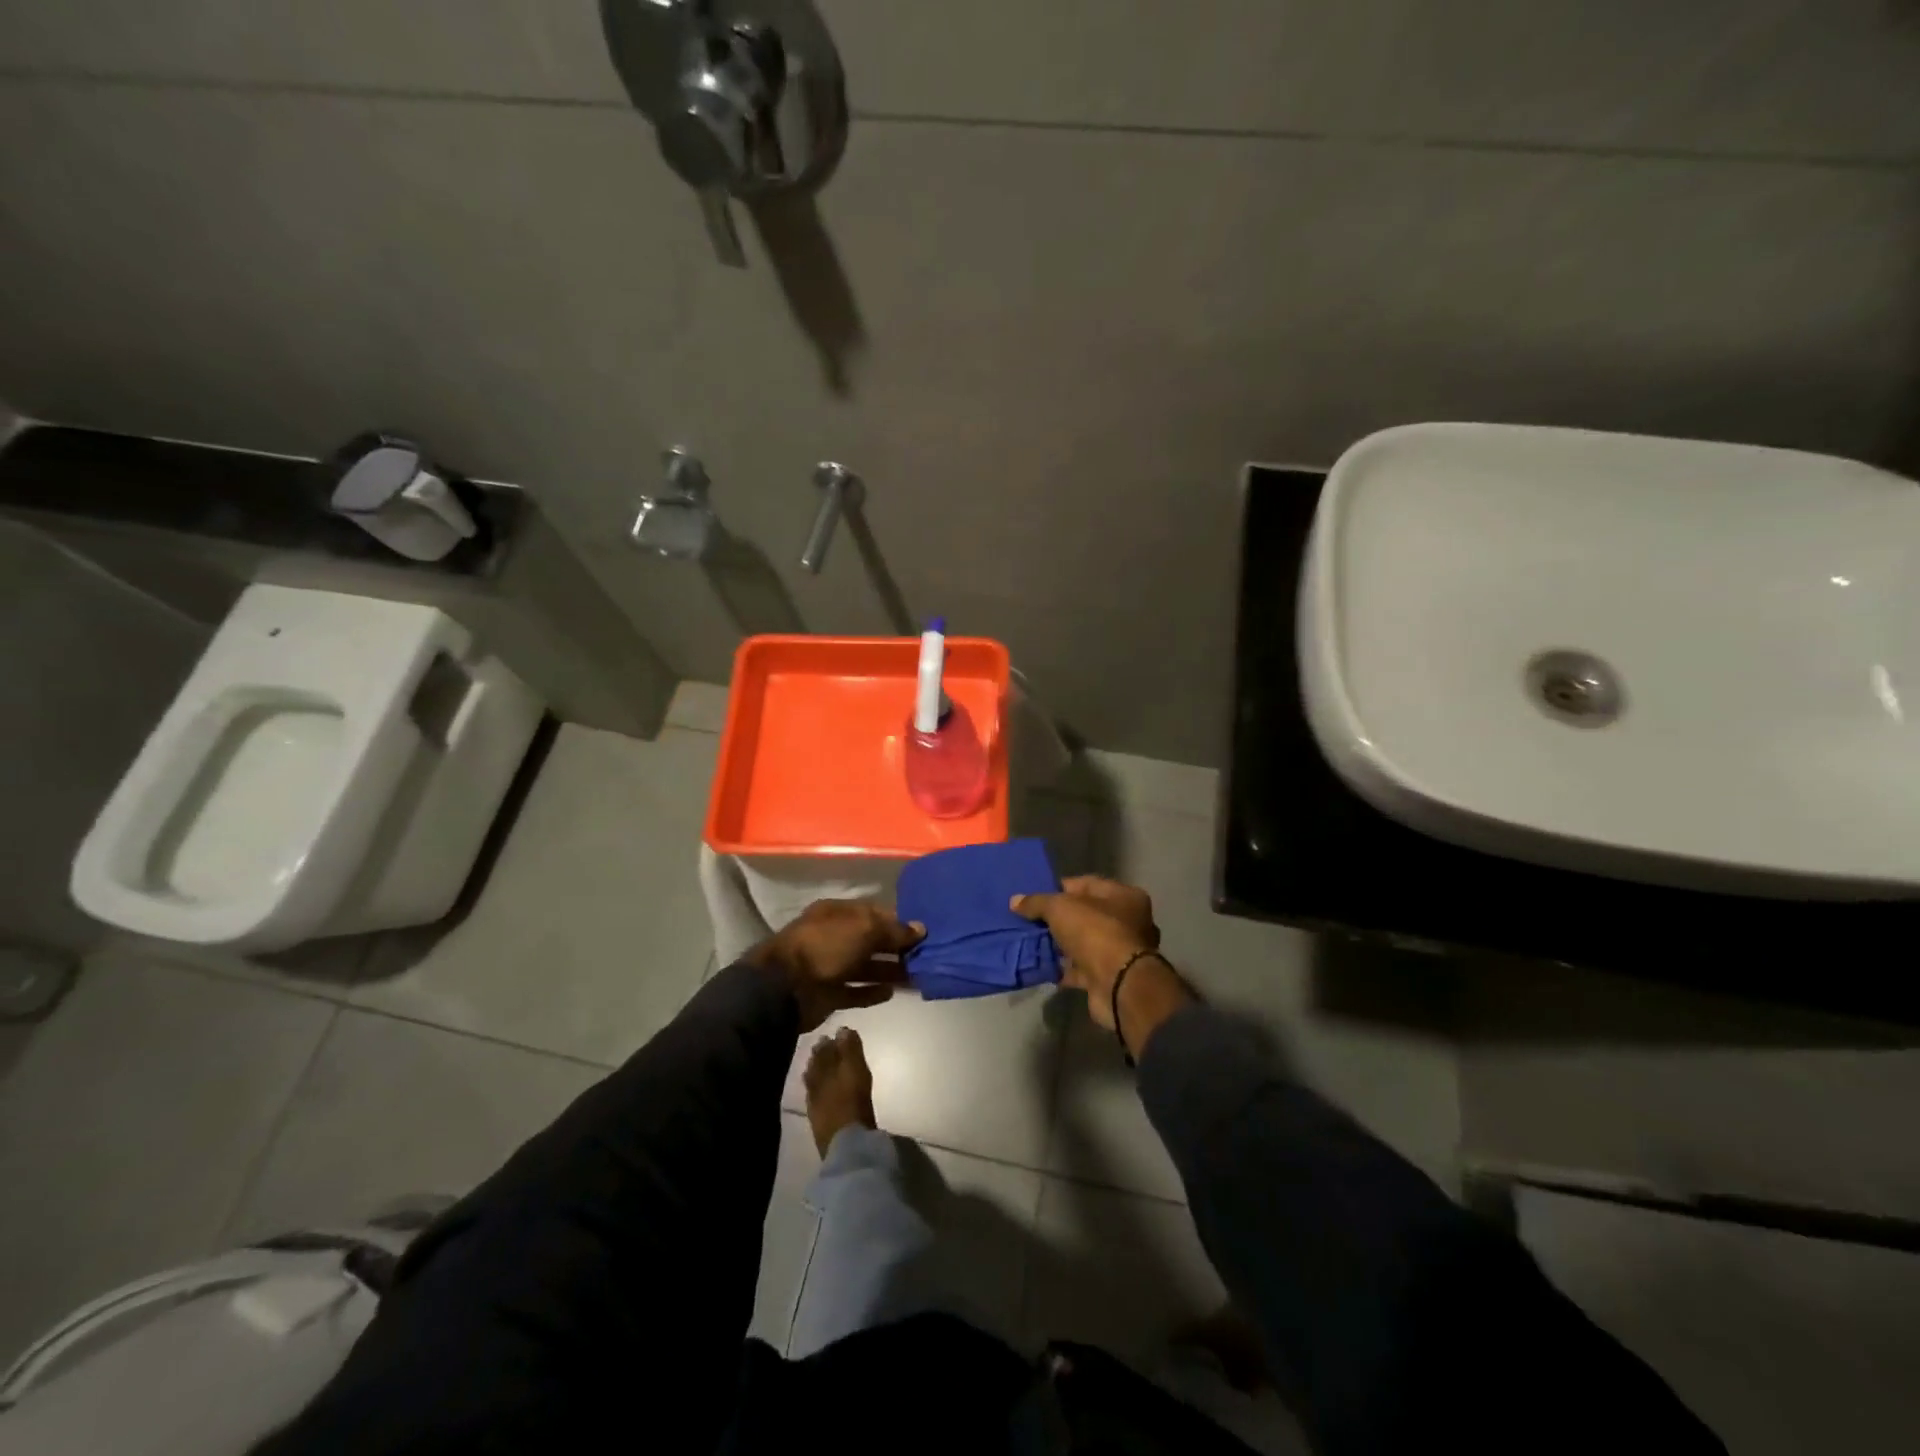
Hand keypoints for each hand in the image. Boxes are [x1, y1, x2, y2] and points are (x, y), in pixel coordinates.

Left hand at [748, 899, 924, 1031]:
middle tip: (926, 956)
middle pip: (871, 940)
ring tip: (916, 977)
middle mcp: (834, 937)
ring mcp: (830, 966)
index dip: (898, 920)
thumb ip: (894, 930)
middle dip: (897, 947)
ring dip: (890, 971)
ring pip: (866, 967)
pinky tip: (892, 993)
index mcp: (838, 913)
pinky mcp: (829, 994)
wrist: (785, 988)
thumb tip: (920, 929)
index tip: (923, 931)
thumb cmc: (825, 946)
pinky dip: (872, 992)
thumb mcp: (864, 929)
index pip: (874, 913)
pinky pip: (855, 991)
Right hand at [1010, 876, 1163, 1029]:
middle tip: (1031, 921)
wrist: (1118, 985)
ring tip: (1033, 943)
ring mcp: (1121, 952)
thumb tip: (1015, 901)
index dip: (1060, 888)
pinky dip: (1065, 968)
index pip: (1087, 884)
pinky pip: (1082, 968)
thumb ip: (1037, 902)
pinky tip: (1044, 966)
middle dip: (1059, 919)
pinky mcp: (1110, 977)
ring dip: (1062, 945)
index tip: (1036, 897)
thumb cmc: (1095, 932)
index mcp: (1125, 896)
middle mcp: (1129, 922)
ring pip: (1084, 943)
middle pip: (1086, 914)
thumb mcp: (1059, 908)